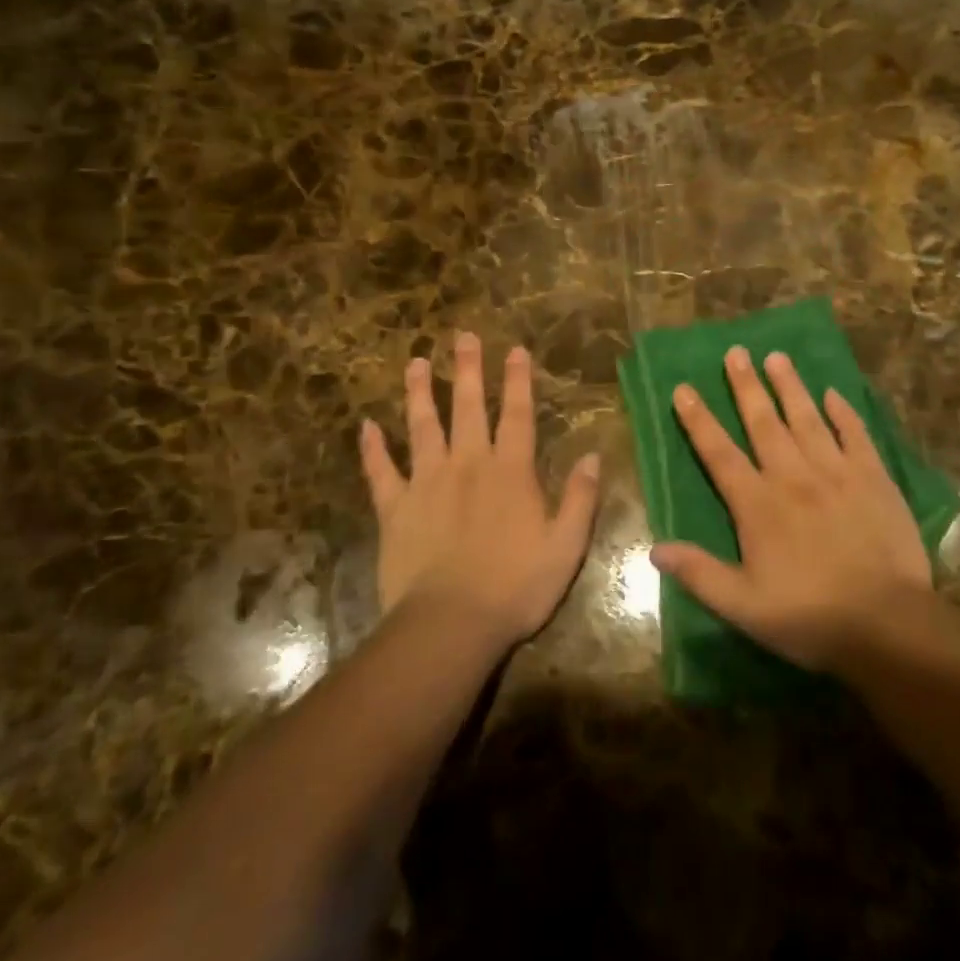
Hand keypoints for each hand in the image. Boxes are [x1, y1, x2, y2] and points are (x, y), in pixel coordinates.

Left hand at [361, 333, 600, 647]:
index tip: (515, 350)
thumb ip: (580, 498)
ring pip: (422, 427)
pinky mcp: (395, 508)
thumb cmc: (516, 586)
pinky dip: (372, 448)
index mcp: (510, 472)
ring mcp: (427, 483)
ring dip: (419, 393)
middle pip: (467, 407)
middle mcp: (468, 464)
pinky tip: (365, 426)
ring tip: (416, 362)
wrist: (451, 624)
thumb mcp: (566, 546)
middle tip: (461, 336)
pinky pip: (381, 472)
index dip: (518, 381)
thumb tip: (594, 456)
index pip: (517, 415)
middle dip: (467, 369)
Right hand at [651, 346, 931, 671]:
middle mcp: (793, 477)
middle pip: (764, 423)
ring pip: (807, 419)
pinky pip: (855, 435)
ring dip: (790, 386)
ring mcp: (836, 473)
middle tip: (736, 352)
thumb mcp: (744, 606)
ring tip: (777, 356)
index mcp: (758, 505)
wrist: (888, 624)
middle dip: (746, 386)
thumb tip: (655, 549)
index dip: (699, 421)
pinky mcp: (874, 479)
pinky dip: (843, 413)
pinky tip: (834, 394)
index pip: (720, 453)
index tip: (684, 388)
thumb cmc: (810, 617)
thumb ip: (700, 573)